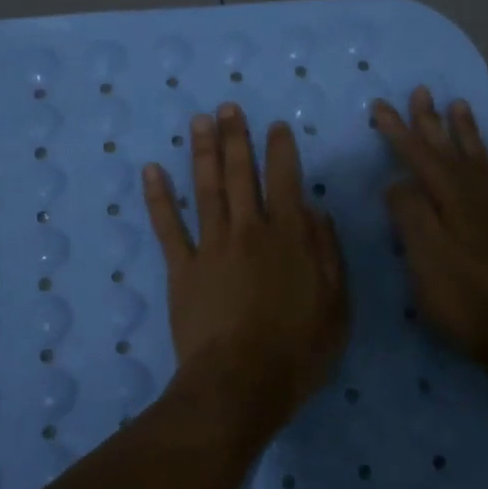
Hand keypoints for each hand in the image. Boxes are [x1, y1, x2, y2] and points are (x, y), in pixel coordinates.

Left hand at [144, 103, 349, 424]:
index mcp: (288, 236)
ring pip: (205, 189)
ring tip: (198, 121)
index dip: (280, 150)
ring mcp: (210, 246)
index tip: (276, 126)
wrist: (241, 382)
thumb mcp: (336, 304)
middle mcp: (248, 230)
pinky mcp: (182, 268)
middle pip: (239, 174)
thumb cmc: (298, 349)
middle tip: (228, 107)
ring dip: (201, 151)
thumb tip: (315, 210)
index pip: (284, 180)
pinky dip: (158, 197)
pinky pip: (168, 226)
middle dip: (235, 137)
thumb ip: (327, 253)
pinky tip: (152, 170)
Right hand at [375, 87, 487, 377]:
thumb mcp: (423, 258)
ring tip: (460, 106)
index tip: (381, 106)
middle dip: (432, 123)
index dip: (399, 132)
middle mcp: (477, 200)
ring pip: (483, 164)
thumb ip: (410, 215)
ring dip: (470, 135)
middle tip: (421, 91)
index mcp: (448, 204)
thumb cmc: (463, 301)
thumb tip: (398, 183)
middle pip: (450, 154)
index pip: (418, 159)